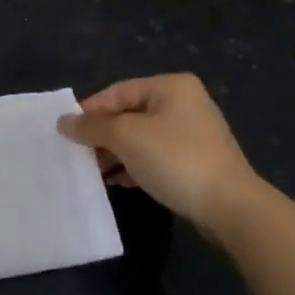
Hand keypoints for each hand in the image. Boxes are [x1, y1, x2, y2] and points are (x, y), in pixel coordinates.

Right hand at [58, 73, 258, 233]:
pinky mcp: (197, 161)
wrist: (231, 208)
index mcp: (170, 86)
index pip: (116, 92)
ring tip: (95, 172)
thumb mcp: (125, 137)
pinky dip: (135, 165)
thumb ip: (91, 127)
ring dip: (116, 153)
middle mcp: (184, 102)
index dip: (89, 111)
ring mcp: (194, 133)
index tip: (67, 133)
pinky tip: (120, 181)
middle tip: (79, 154)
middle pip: (128, 114)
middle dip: (102, 135)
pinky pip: (156, 156)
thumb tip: (62, 122)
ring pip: (141, 137)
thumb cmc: (175, 159)